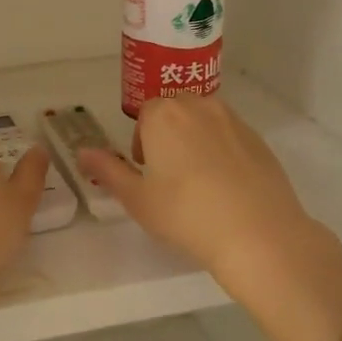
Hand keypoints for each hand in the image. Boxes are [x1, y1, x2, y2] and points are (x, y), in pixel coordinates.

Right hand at [77, 96, 341, 340]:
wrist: (258, 234)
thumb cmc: (186, 215)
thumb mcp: (136, 199)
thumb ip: (107, 170)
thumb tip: (82, 152)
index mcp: (164, 115)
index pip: (145, 116)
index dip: (142, 144)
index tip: (147, 174)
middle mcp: (199, 106)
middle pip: (175, 112)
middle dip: (167, 137)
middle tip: (169, 178)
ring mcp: (234, 121)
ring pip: (204, 122)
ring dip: (195, 141)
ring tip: (198, 182)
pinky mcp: (259, 139)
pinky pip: (230, 137)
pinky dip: (223, 152)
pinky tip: (226, 188)